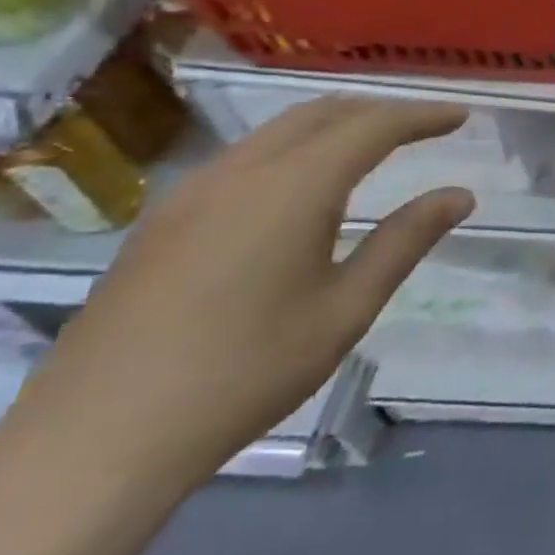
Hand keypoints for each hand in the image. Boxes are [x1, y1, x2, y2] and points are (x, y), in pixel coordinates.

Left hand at [12, 98, 475, 484]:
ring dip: (333, 127)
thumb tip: (459, 195)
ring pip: (277, 132)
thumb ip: (405, 240)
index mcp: (292, 187)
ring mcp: (190, 194)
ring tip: (372, 150)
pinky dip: (292, 150)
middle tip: (423, 127)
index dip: (422, 116)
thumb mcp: (346, 308)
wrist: (93, 442)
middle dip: (378, 111)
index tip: (460, 117)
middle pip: (321, 113)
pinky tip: (300, 190)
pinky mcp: (161, 222)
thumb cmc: (244, 372)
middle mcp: (240, 172)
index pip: (373, 126)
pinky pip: (244, 158)